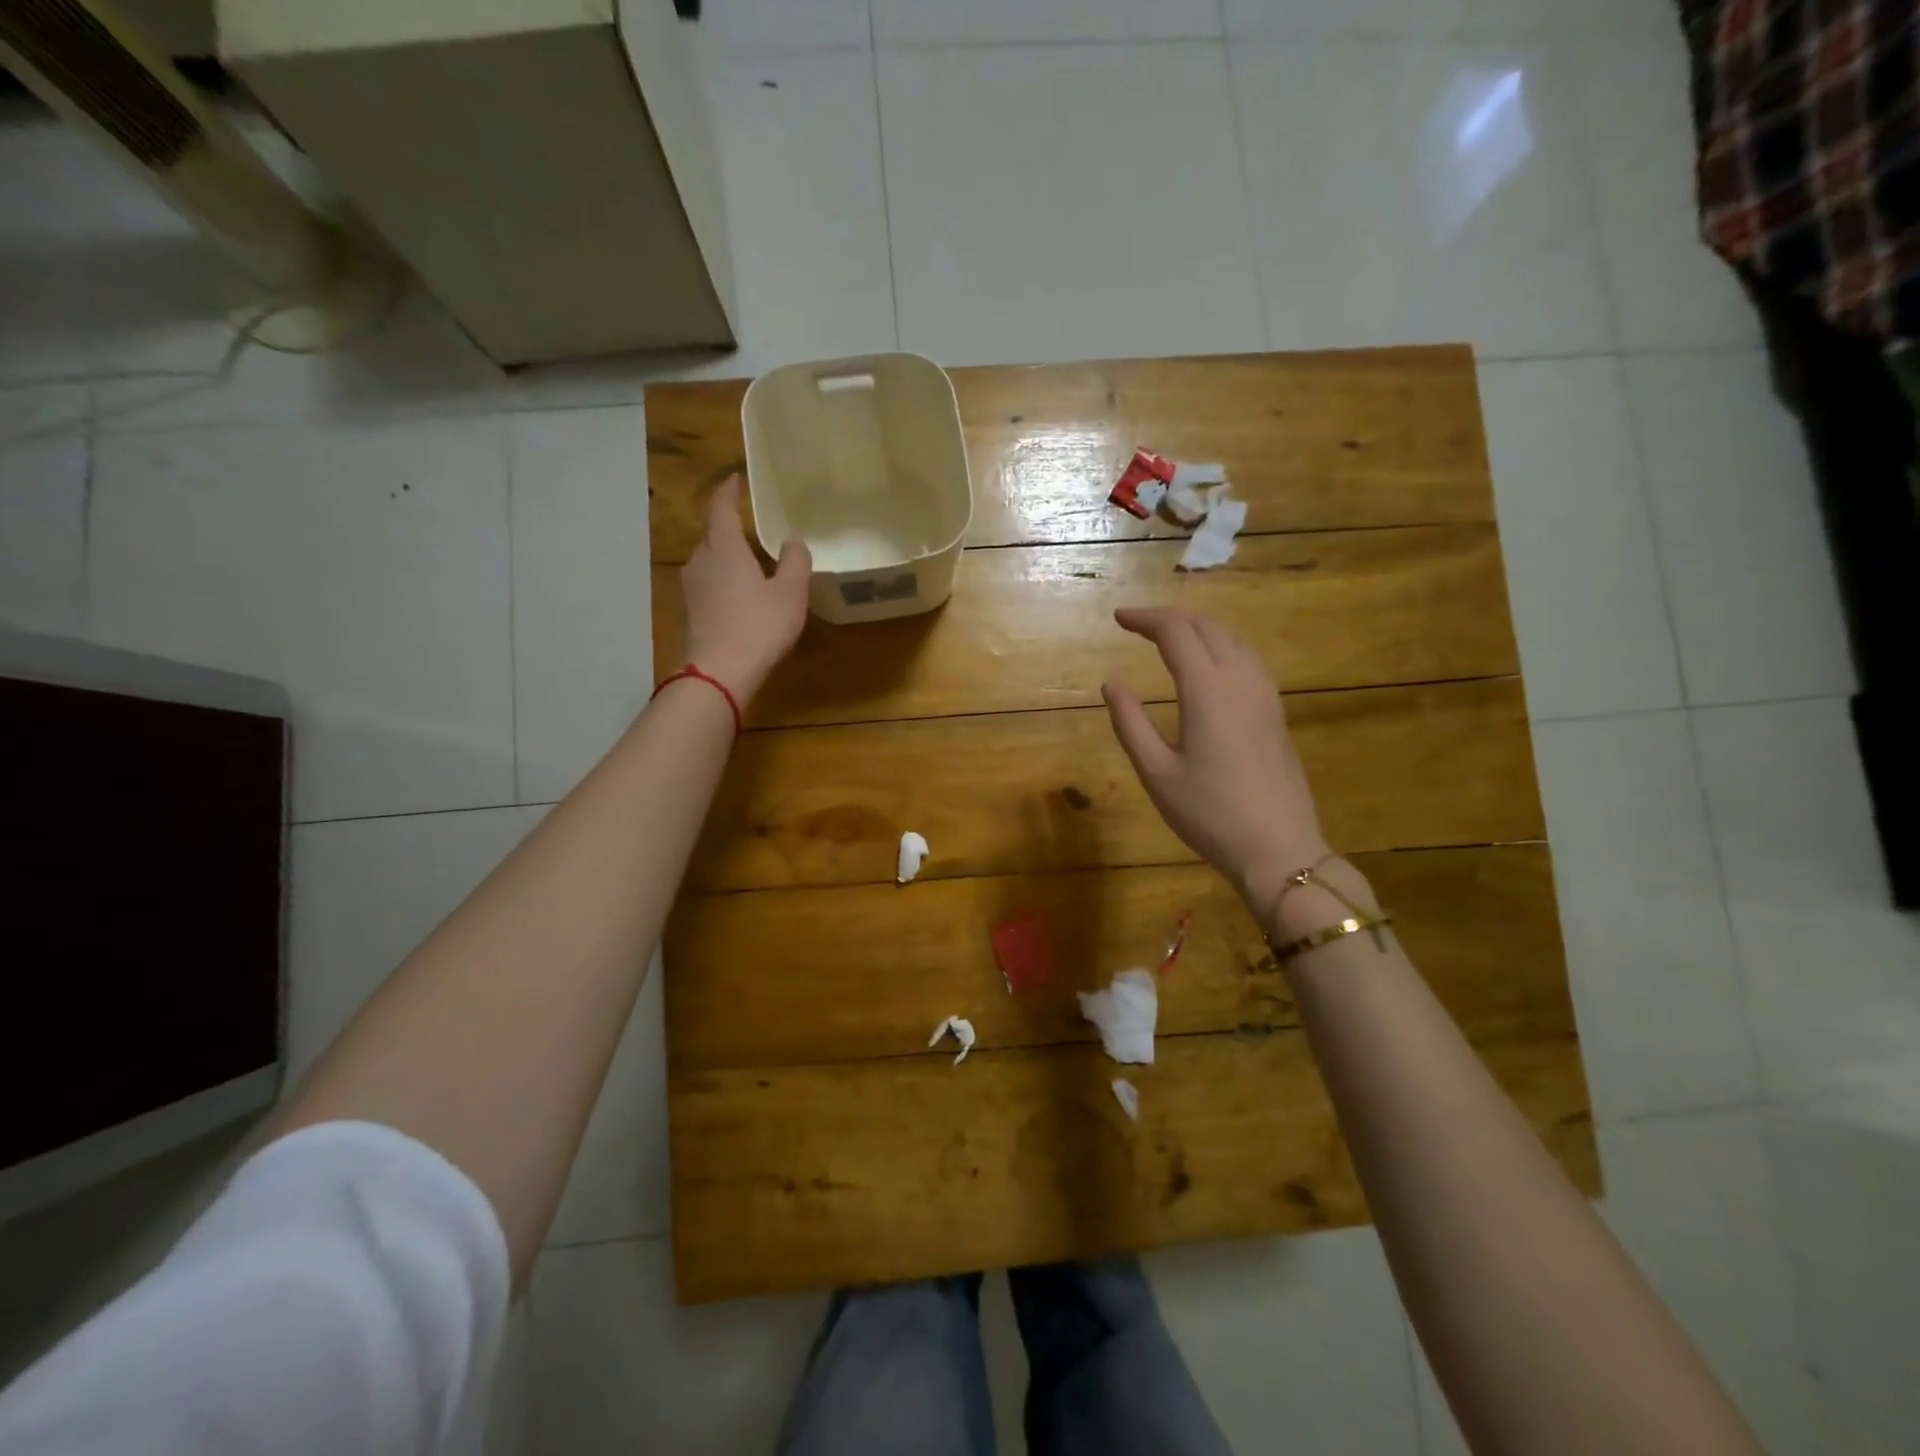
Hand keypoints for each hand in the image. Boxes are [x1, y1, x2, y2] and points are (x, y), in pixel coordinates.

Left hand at [680, 476, 811, 703]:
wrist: (719, 673)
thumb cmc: (758, 626)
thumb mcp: (790, 593)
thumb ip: (795, 562)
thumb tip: (794, 541)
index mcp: (723, 547)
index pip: (720, 508)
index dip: (728, 491)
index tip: (735, 479)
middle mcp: (700, 561)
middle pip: (711, 534)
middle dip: (728, 526)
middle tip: (751, 526)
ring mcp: (691, 588)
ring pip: (708, 561)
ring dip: (726, 556)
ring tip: (748, 560)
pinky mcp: (690, 612)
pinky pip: (707, 584)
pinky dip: (722, 580)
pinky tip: (738, 594)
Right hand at [1101, 607, 1330, 918]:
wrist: (1280, 850)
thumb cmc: (1210, 814)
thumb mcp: (1157, 773)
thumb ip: (1130, 723)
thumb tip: (1111, 684)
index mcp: (1207, 690)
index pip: (1175, 632)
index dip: (1145, 618)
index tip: (1118, 618)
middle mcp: (1240, 680)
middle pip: (1207, 626)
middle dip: (1170, 618)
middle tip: (1138, 625)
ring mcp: (1265, 695)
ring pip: (1232, 639)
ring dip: (1198, 628)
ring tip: (1170, 638)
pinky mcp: (1276, 712)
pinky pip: (1247, 659)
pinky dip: (1220, 646)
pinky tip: (1209, 666)